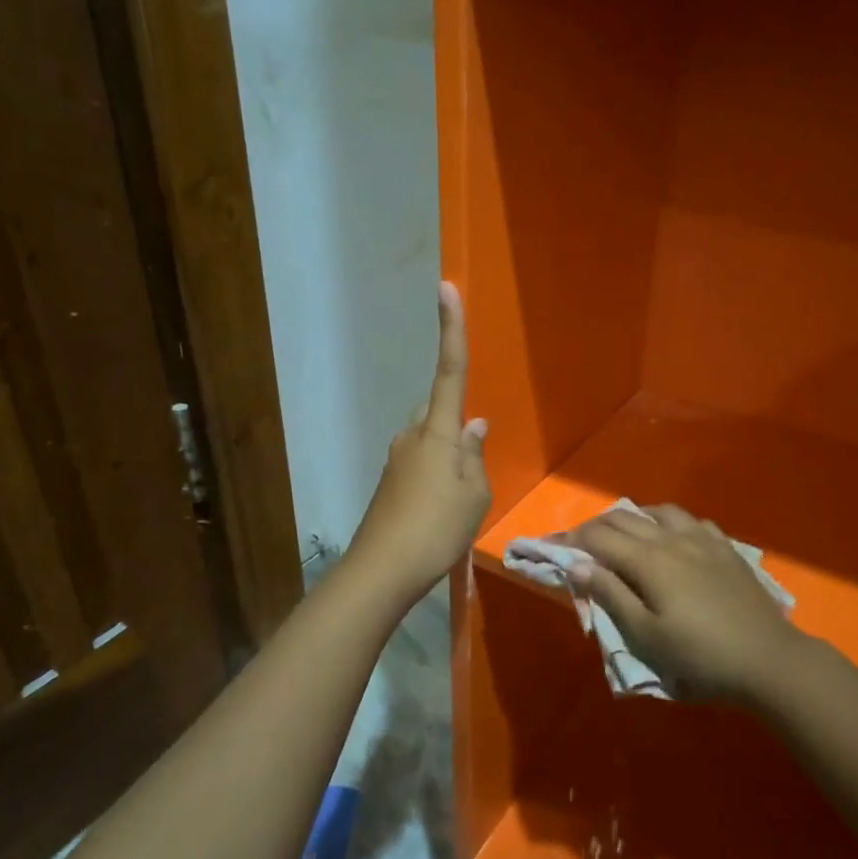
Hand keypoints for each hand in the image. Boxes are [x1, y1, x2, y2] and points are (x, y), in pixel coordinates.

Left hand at [349, 282, 490, 599]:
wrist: (382, 570)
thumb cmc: (437, 527)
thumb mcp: (474, 493)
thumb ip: (475, 455)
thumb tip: (474, 426)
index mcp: (437, 431)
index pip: (450, 369)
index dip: (450, 328)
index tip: (446, 287)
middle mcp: (412, 435)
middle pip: (438, 410)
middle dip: (456, 424)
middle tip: (472, 467)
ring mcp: (397, 458)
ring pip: (430, 440)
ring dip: (448, 456)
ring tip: (460, 500)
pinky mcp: (390, 481)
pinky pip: (421, 463)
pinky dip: (435, 475)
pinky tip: (442, 510)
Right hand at [568, 505, 816, 702]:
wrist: (768, 659)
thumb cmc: (699, 655)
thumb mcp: (646, 636)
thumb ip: (610, 595)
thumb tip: (578, 564)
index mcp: (648, 560)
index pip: (599, 538)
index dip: (571, 539)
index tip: (552, 546)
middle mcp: (672, 539)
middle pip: (625, 518)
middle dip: (596, 526)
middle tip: (580, 543)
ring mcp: (703, 539)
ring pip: (659, 511)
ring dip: (633, 517)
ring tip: (624, 534)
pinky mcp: (726, 548)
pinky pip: (691, 520)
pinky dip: (669, 522)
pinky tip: (672, 537)